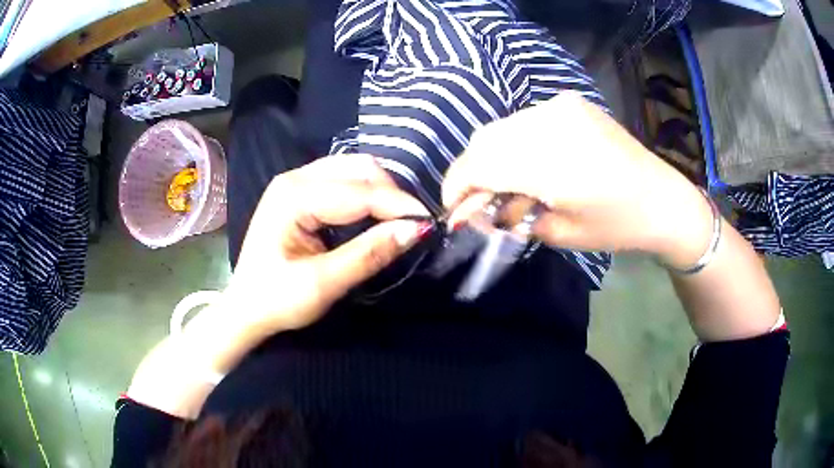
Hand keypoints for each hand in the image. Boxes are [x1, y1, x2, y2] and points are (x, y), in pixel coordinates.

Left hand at [223, 154, 429, 333]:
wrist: (245, 308)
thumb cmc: (277, 300)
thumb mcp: (323, 284)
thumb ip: (368, 254)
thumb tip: (415, 231)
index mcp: (293, 197)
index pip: (360, 192)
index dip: (398, 206)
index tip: (430, 223)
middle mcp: (294, 178)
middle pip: (358, 168)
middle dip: (391, 194)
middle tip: (412, 225)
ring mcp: (295, 181)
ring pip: (353, 169)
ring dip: (381, 191)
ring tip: (397, 220)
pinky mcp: (299, 191)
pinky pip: (343, 179)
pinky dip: (366, 194)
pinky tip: (374, 215)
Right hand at [442, 92, 713, 268]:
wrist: (662, 199)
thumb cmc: (616, 226)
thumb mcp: (560, 231)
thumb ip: (511, 217)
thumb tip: (475, 212)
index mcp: (551, 162)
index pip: (481, 164)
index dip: (457, 185)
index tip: (451, 208)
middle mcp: (550, 123)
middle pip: (486, 140)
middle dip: (472, 171)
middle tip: (475, 200)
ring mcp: (561, 107)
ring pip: (503, 127)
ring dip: (493, 156)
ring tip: (504, 185)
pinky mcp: (570, 104)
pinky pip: (526, 121)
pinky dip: (516, 143)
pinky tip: (528, 164)